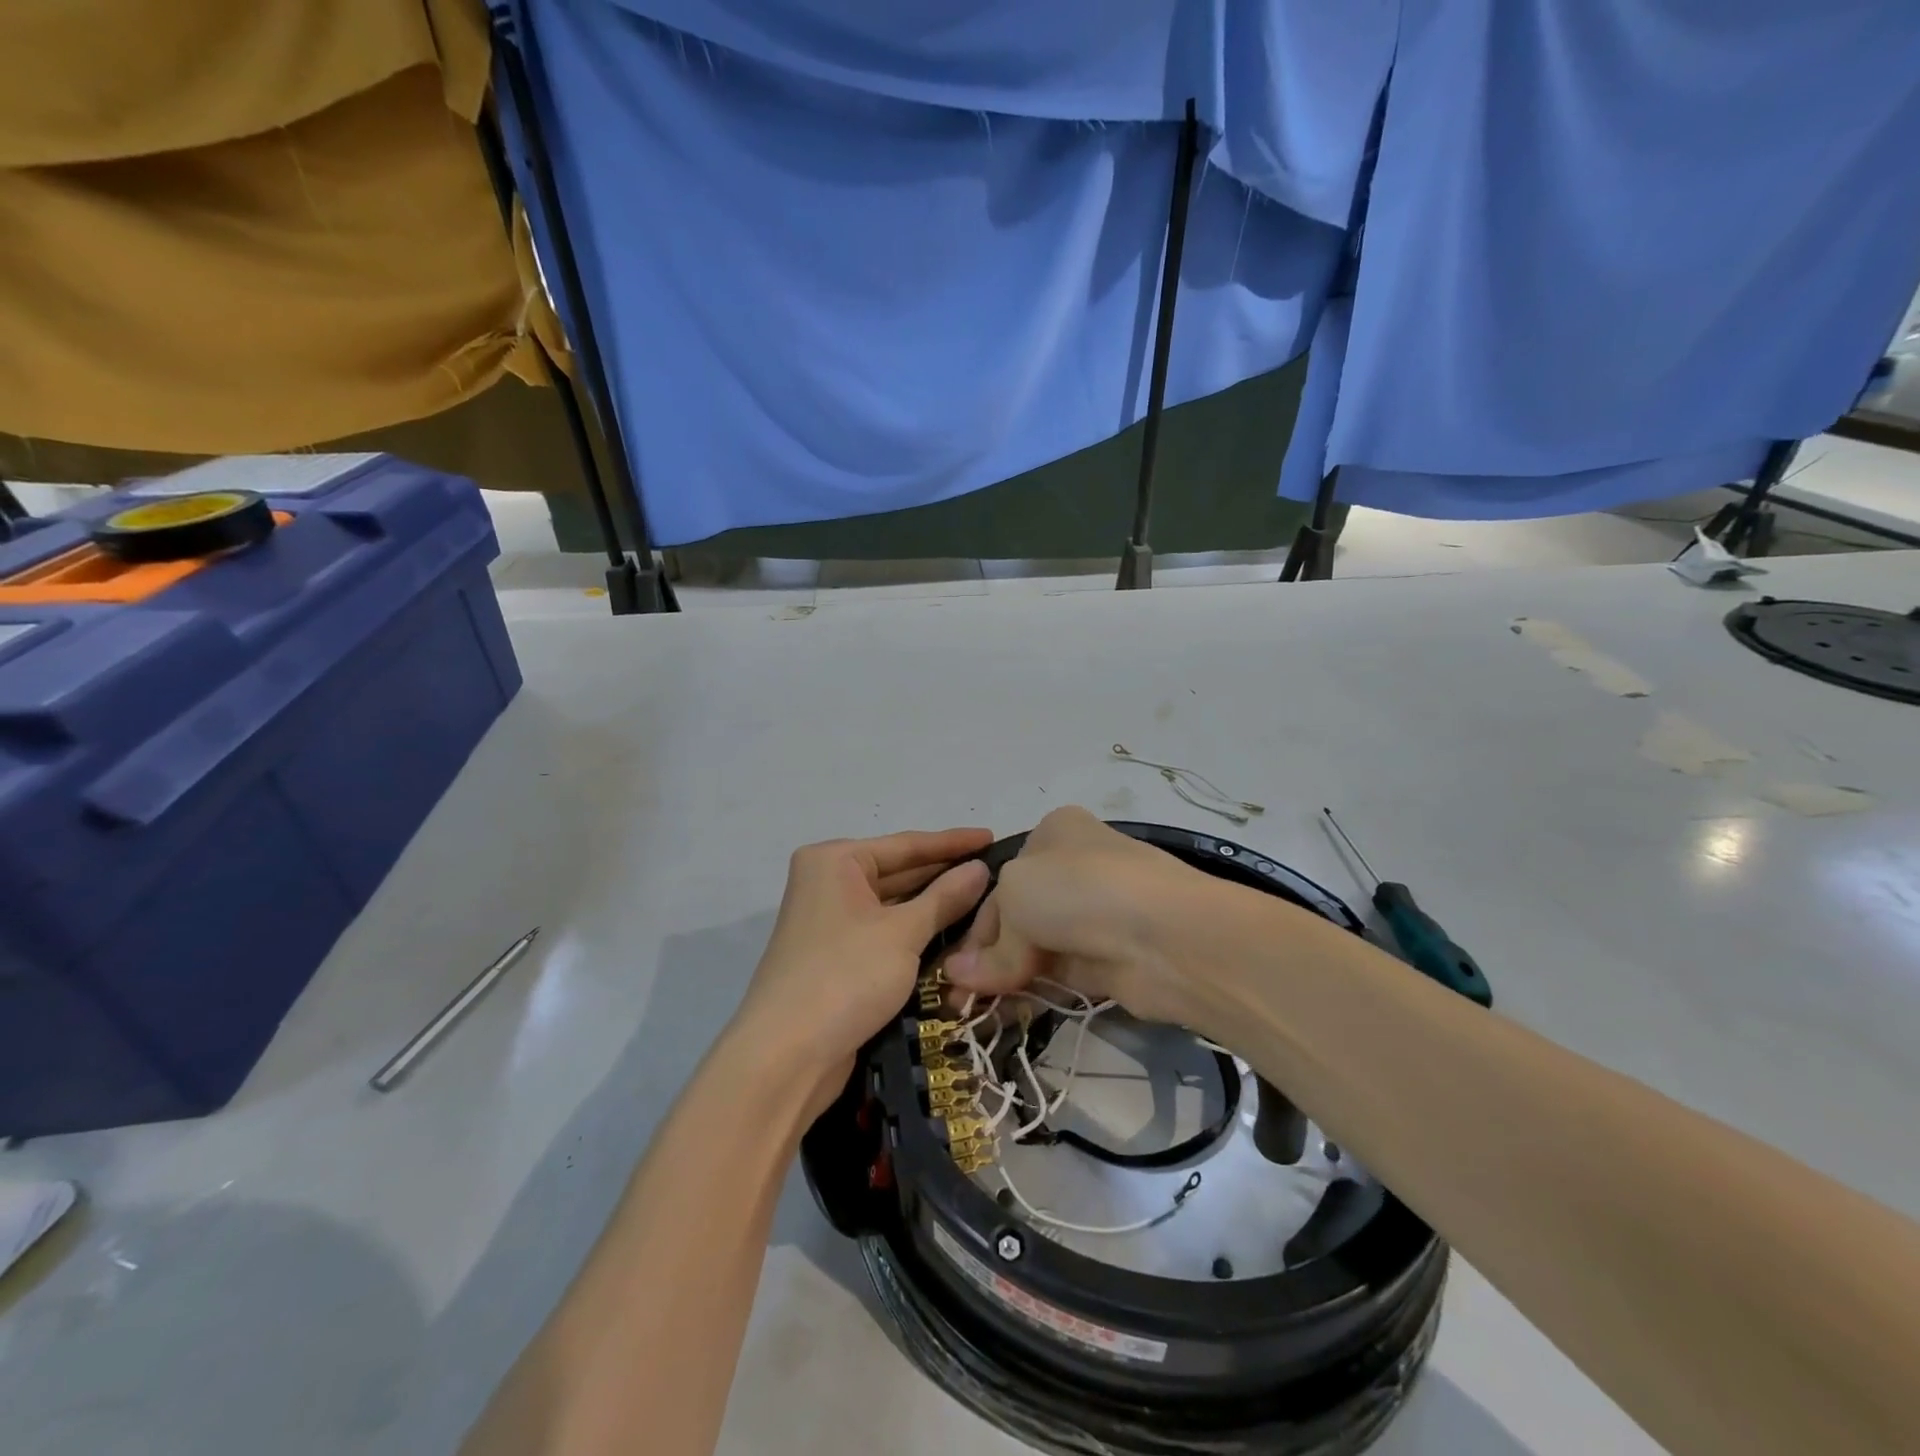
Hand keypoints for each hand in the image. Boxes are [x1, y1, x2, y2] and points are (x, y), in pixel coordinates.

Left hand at [732, 828, 992, 1118]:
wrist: (785, 1057)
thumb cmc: (845, 976)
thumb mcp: (903, 934)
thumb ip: (945, 898)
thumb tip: (980, 868)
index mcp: (835, 861)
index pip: (906, 844)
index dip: (953, 843)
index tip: (993, 837)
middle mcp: (828, 882)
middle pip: (898, 872)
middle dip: (945, 876)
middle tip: (996, 873)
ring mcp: (830, 921)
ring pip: (893, 906)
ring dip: (934, 907)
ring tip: (986, 901)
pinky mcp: (836, 955)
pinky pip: (884, 932)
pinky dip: (915, 933)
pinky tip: (953, 934)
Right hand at [943, 807, 1227, 1025]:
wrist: (1166, 935)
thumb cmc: (1080, 890)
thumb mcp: (1017, 896)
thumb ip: (990, 944)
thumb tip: (958, 977)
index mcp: (1053, 833)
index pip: (1000, 882)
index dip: (974, 926)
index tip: (952, 967)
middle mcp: (1074, 868)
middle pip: (1017, 917)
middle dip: (986, 956)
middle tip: (957, 998)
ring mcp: (1095, 915)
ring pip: (1038, 948)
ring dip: (1005, 978)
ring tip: (972, 1012)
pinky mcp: (1110, 958)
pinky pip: (1060, 975)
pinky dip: (1033, 992)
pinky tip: (1006, 1013)